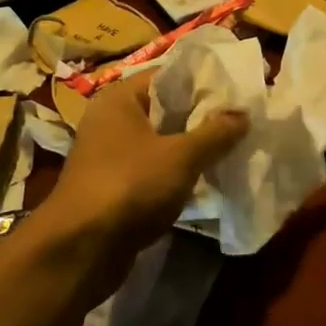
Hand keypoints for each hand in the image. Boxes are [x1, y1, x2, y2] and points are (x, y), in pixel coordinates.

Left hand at [40, 72, 247, 258]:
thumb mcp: (180, 157)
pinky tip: (209, 178)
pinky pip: (155, 169)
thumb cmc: (129, 186)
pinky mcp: (116, 186)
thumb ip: (215, 133)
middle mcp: (112, 120)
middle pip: (166, 109)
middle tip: (244, 118)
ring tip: (234, 146)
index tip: (239, 88)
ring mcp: (111, 155)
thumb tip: (244, 114)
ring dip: (193, 147)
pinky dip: (178, 172)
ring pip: (162, 141)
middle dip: (203, 117)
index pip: (169, 76)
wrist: (81, 250)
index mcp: (121, 98)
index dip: (205, 81)